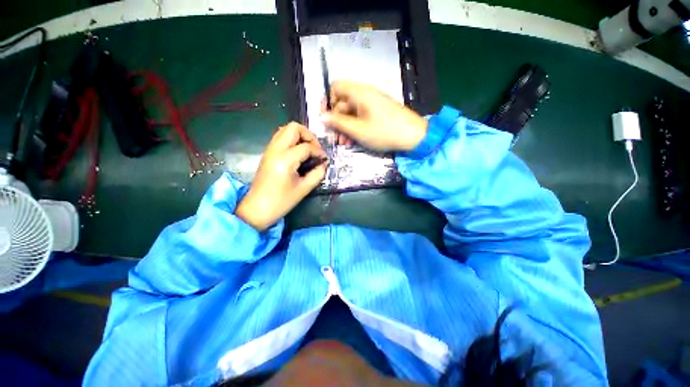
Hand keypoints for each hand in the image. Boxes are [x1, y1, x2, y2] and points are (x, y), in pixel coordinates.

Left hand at [235, 122, 326, 230]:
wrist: (257, 209)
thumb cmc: (281, 201)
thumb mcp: (304, 189)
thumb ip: (317, 174)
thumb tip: (323, 164)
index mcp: (285, 160)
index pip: (306, 147)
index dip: (319, 151)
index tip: (324, 160)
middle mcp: (275, 150)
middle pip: (293, 128)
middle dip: (309, 135)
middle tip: (315, 149)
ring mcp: (269, 150)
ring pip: (285, 130)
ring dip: (300, 136)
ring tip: (308, 150)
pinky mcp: (267, 153)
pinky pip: (280, 138)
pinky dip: (292, 140)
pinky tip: (299, 154)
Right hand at [321, 81, 427, 150]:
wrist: (414, 136)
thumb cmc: (384, 132)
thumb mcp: (358, 130)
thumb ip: (338, 123)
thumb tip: (322, 117)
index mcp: (359, 93)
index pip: (335, 87)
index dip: (328, 101)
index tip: (326, 119)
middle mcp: (365, 94)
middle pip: (343, 102)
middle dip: (336, 120)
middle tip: (334, 138)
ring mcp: (372, 103)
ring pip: (351, 112)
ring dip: (345, 127)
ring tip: (344, 143)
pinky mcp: (378, 112)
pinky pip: (361, 116)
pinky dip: (355, 127)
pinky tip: (353, 140)